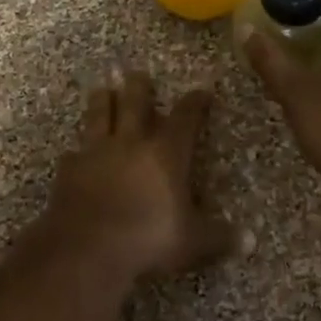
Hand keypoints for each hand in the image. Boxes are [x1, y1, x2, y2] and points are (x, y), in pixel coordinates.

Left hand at [40, 69, 237, 277]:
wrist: (86, 247)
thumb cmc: (147, 238)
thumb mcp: (192, 242)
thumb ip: (219, 237)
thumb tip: (250, 240)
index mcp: (165, 153)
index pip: (185, 118)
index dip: (195, 103)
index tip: (202, 91)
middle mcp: (130, 143)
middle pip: (135, 103)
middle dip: (139, 87)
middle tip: (138, 74)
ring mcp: (95, 153)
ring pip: (99, 116)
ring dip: (103, 101)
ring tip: (103, 89)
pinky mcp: (69, 170)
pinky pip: (74, 154)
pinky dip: (77, 152)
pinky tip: (76, 154)